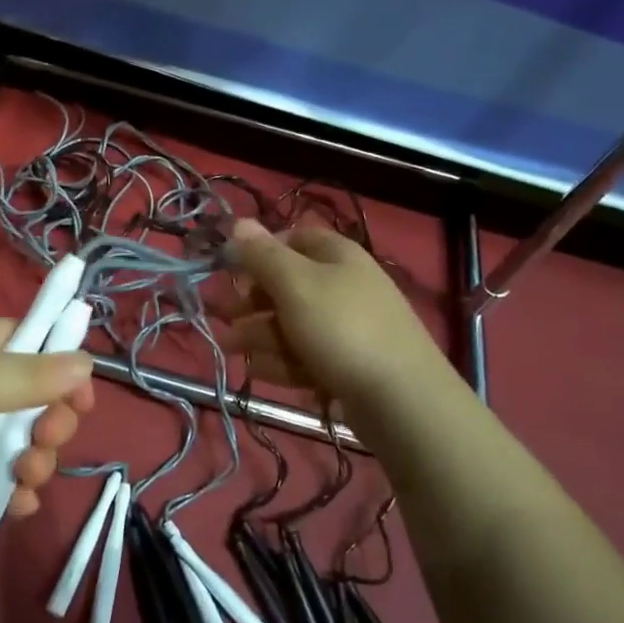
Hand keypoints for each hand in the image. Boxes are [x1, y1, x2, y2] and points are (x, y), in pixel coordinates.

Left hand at [0, 315, 95, 520]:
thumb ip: (32, 375)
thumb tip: (86, 362)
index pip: (33, 344)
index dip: (63, 369)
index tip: (84, 399)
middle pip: (34, 397)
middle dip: (52, 421)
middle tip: (48, 440)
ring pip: (18, 440)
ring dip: (36, 460)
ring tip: (28, 478)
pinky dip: (12, 490)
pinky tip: (17, 506)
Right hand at [218, 218, 452, 406]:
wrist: (402, 400)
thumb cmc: (342, 328)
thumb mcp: (295, 284)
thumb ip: (262, 254)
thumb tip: (237, 222)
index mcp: (336, 256)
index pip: (291, 238)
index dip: (258, 251)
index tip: (229, 269)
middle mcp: (343, 285)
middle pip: (287, 284)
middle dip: (252, 300)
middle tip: (222, 315)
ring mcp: (348, 327)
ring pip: (292, 323)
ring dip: (259, 333)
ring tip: (231, 349)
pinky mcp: (347, 364)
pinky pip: (306, 355)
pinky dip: (281, 361)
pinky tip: (259, 372)